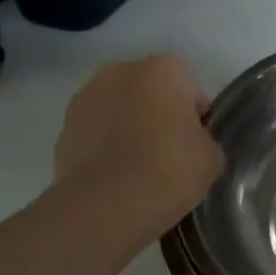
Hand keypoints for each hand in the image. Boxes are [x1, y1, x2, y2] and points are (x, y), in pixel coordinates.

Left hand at [53, 56, 224, 236]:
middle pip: (150, 92)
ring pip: (119, 109)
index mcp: (164, 70)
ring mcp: (85, 97)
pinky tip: (116, 176)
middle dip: (158, 115)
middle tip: (168, 153)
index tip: (195, 145)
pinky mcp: (63, 127)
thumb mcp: (212, 157)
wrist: (107, 205)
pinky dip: (105, 146)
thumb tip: (192, 144)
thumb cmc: (170, 169)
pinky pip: (95, 131)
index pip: (190, 89)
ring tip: (139, 167)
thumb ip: (204, 140)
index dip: (196, 118)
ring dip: (128, 127)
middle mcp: (121, 72)